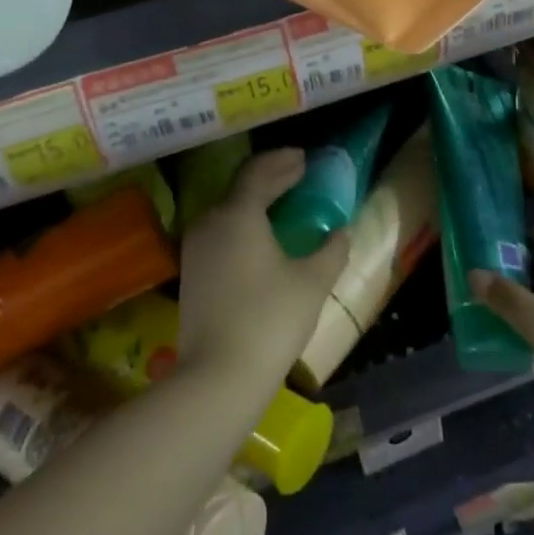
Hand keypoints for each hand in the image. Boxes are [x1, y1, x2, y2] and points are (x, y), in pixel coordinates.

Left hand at [176, 148, 347, 388]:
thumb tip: (342, 232)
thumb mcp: (312, 282)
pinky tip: (261, 237)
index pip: (258, 171)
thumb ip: (332, 250)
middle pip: (241, 187)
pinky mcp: (192, 272)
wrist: (218, 376)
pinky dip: (243, 223)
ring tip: (282, 203)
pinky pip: (220, 231)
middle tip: (298, 175)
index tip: (304, 158)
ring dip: (255, 201)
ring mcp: (195, 248)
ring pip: (227, 210)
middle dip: (271, 178)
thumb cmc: (270, 320)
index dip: (283, 161)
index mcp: (238, 213)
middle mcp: (211, 221)